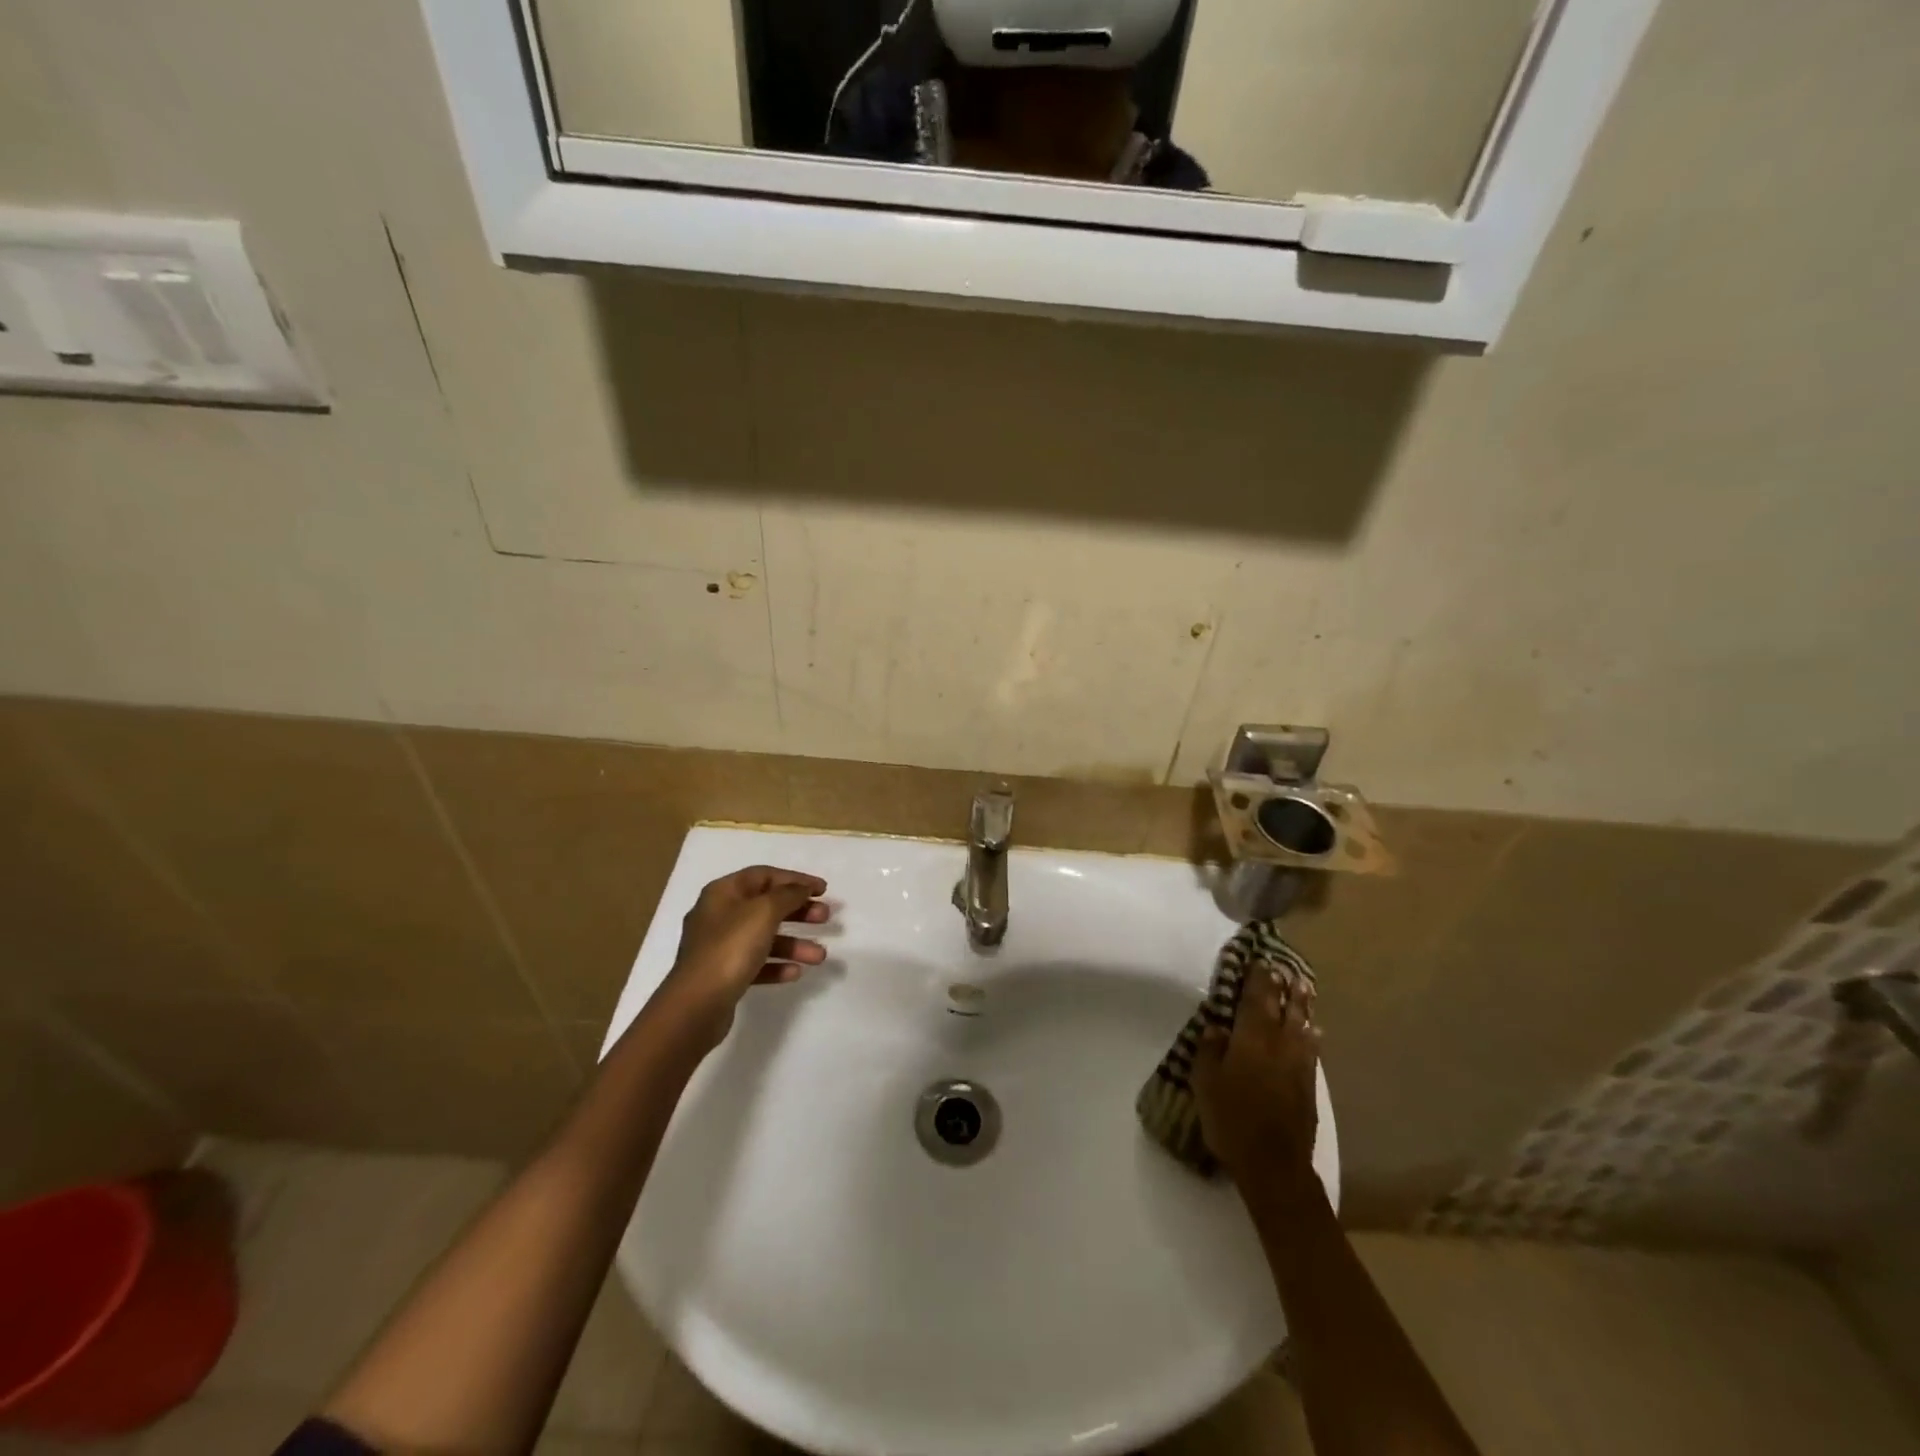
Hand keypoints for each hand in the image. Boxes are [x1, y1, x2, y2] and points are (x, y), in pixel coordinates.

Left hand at [658, 866, 830, 1049]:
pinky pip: (756, 963)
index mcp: (723, 892)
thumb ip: (788, 895)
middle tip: (825, 917)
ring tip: (820, 956)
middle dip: (798, 912)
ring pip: (764, 937)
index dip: (795, 879)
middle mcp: (719, 915)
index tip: (823, 890)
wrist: (696, 1005)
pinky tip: (795, 973)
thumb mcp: (764, 912)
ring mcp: (720, 947)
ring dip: (794, 944)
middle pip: (766, 906)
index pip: (764, 875)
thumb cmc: (730, 948)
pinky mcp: (723, 975)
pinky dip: (777, 965)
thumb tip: (801, 888)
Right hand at [1192, 971, 1319, 1199]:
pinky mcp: (1309, 1086)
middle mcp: (1280, 1044)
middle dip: (1284, 987)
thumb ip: (1210, 1050)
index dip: (1259, 979)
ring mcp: (1299, 1065)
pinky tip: (1313, 1033)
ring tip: (1304, 990)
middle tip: (1285, 969)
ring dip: (1302, 1006)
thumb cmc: (1231, 1119)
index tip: (1261, 961)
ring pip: (1302, 1026)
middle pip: (1284, 1008)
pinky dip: (1311, 1035)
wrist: (1274, 1164)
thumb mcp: (1206, 1082)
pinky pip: (1311, 1049)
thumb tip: (1217, 1027)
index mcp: (1252, 1038)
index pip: (1257, 998)